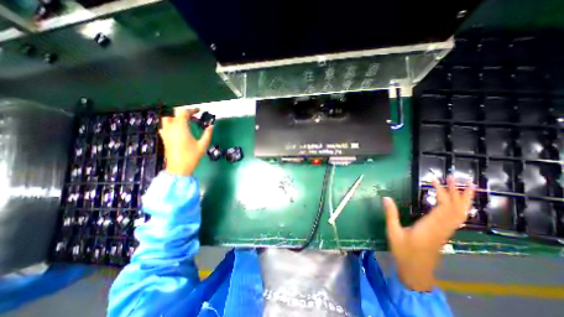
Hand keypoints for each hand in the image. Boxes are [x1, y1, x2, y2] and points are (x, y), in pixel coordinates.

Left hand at [160, 106, 214, 175]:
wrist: (178, 168)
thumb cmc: (191, 156)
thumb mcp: (203, 145)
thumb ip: (208, 134)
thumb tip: (212, 126)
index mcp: (180, 127)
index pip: (183, 112)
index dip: (191, 109)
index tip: (199, 111)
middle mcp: (171, 127)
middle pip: (174, 114)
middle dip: (184, 113)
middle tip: (193, 116)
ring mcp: (166, 133)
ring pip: (167, 119)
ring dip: (176, 118)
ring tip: (185, 122)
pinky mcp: (164, 138)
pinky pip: (164, 127)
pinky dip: (170, 125)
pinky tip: (177, 130)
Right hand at [386, 177, 471, 289]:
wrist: (416, 271)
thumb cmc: (403, 251)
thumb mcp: (393, 232)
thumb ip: (391, 214)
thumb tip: (385, 197)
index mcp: (430, 226)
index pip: (442, 206)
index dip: (441, 192)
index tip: (433, 180)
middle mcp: (442, 228)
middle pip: (456, 208)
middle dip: (457, 192)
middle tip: (454, 177)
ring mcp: (445, 231)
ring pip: (461, 214)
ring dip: (463, 199)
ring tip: (467, 187)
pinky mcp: (444, 234)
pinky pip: (457, 219)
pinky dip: (461, 208)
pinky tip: (459, 204)